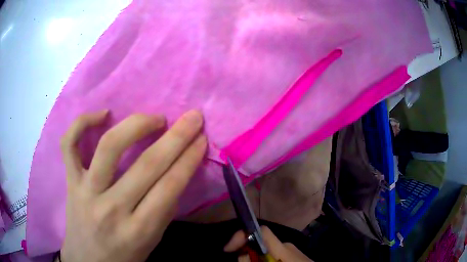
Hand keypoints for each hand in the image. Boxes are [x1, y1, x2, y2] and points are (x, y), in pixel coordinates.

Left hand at [59, 110, 206, 261]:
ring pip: (109, 147)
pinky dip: (83, 122)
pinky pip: (69, 145)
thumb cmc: (123, 257)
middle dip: (176, 137)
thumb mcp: (151, 243)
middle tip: (192, 118)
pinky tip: (103, 114)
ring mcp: (86, 191)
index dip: (189, 158)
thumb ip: (163, 210)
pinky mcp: (70, 181)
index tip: (201, 139)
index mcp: (139, 231)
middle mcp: (111, 209)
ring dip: (137, 125)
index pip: (170, 187)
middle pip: (147, 165)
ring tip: (155, 118)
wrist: (87, 261)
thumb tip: (177, 172)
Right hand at [224, 226, 312, 261]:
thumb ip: (256, 261)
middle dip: (246, 254)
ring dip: (255, 259)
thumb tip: (242, 255)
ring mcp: (290, 250)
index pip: (261, 231)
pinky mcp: (292, 256)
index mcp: (283, 248)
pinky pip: (273, 256)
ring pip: (265, 252)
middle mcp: (286, 245)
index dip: (241, 235)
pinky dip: (264, 260)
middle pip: (259, 244)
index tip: (227, 248)